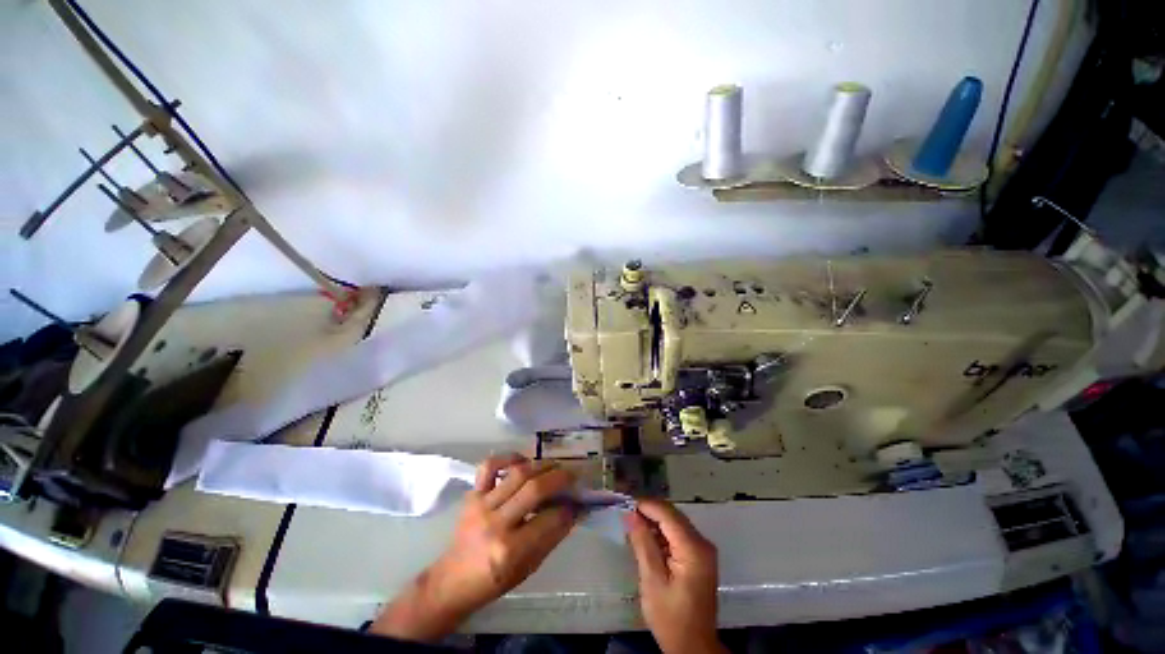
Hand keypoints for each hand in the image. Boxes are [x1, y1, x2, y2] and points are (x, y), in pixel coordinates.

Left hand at [371, 453, 576, 641]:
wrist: (453, 580)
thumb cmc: (494, 580)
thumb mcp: (529, 567)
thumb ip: (552, 536)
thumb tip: (574, 510)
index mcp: (510, 550)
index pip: (549, 519)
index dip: (569, 507)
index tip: (579, 500)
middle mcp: (496, 524)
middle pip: (534, 489)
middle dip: (559, 478)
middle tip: (572, 475)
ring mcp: (481, 505)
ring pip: (517, 474)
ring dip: (541, 466)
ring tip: (553, 467)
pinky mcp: (472, 494)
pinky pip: (489, 466)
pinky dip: (507, 457)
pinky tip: (522, 461)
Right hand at [625, 499, 724, 653]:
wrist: (693, 647)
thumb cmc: (671, 618)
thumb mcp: (652, 581)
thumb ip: (643, 544)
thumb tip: (631, 515)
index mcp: (693, 548)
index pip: (667, 514)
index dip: (646, 505)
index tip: (625, 503)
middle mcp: (702, 543)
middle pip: (673, 515)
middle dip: (649, 511)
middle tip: (626, 514)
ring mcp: (703, 549)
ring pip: (675, 522)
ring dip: (655, 521)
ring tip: (633, 524)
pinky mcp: (700, 556)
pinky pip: (679, 534)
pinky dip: (662, 532)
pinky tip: (647, 538)